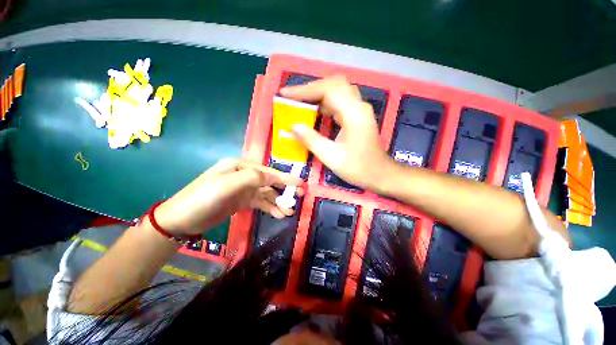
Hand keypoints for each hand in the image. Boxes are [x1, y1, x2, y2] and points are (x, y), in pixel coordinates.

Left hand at [154, 158, 303, 235]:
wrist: (181, 220)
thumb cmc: (203, 198)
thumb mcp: (227, 184)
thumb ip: (253, 177)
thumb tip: (273, 177)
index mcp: (241, 166)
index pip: (269, 172)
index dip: (286, 179)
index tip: (301, 185)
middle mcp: (244, 175)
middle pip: (270, 182)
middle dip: (285, 190)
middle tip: (299, 198)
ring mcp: (244, 188)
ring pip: (266, 194)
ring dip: (278, 202)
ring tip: (289, 212)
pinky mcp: (242, 201)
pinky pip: (260, 202)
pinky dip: (270, 208)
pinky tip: (278, 214)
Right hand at [280, 75, 392, 189]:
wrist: (380, 174)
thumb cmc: (358, 168)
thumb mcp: (332, 157)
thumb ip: (312, 140)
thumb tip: (293, 126)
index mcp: (353, 113)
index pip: (327, 90)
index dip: (304, 90)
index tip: (285, 94)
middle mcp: (358, 106)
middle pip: (333, 84)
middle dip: (311, 89)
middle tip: (293, 98)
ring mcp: (359, 110)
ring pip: (337, 91)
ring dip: (317, 95)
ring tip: (299, 103)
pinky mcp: (357, 116)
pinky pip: (339, 102)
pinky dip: (324, 103)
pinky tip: (314, 111)